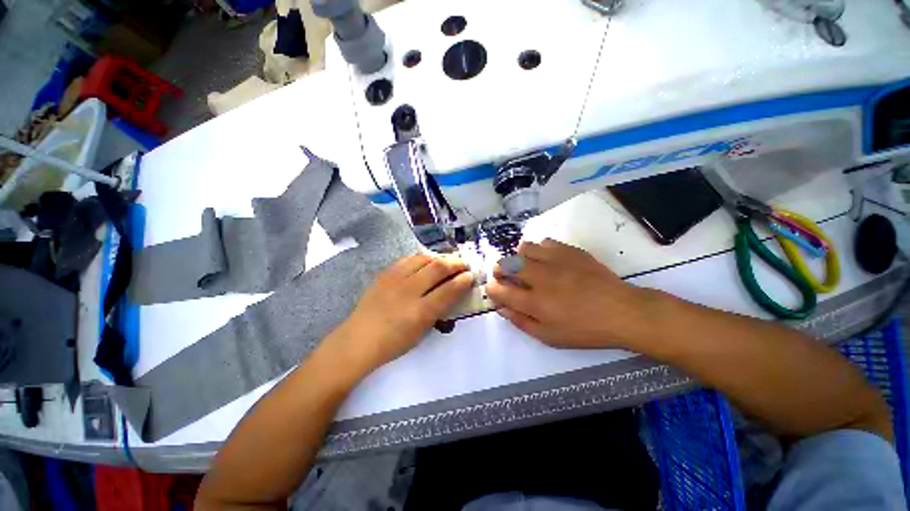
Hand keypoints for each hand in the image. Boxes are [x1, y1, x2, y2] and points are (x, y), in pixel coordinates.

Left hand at [324, 253, 473, 375]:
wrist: (359, 339)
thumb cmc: (393, 342)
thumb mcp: (422, 331)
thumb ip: (439, 310)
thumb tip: (452, 293)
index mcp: (420, 312)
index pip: (449, 289)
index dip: (463, 281)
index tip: (470, 276)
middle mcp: (409, 291)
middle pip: (438, 268)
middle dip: (456, 263)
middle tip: (463, 264)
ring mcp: (395, 279)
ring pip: (423, 258)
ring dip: (439, 258)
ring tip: (446, 261)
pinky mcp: (385, 273)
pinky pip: (408, 259)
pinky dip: (422, 258)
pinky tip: (426, 262)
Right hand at [485, 239, 653, 348]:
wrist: (622, 312)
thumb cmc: (585, 329)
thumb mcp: (550, 336)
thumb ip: (521, 322)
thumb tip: (501, 308)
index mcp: (535, 302)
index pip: (500, 289)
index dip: (492, 288)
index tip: (494, 288)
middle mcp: (541, 278)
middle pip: (507, 263)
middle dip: (499, 269)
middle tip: (505, 275)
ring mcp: (556, 261)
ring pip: (524, 248)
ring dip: (519, 257)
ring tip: (527, 265)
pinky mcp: (570, 251)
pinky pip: (545, 242)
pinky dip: (540, 250)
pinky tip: (547, 260)